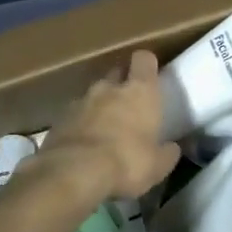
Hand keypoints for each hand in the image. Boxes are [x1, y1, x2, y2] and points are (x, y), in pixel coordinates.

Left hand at [31, 50, 180, 204]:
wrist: (73, 172)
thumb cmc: (127, 161)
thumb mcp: (158, 165)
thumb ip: (167, 153)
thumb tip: (172, 148)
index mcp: (140, 91)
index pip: (144, 59)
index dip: (147, 65)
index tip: (150, 76)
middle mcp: (109, 88)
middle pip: (117, 73)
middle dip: (122, 84)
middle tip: (129, 105)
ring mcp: (81, 100)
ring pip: (94, 94)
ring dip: (100, 106)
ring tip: (104, 129)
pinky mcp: (59, 119)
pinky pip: (74, 115)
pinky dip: (80, 124)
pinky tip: (84, 145)